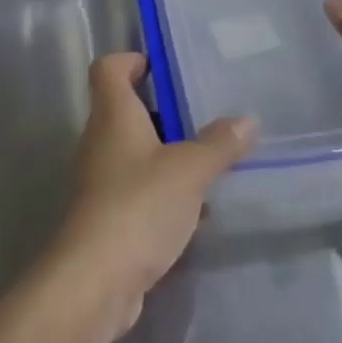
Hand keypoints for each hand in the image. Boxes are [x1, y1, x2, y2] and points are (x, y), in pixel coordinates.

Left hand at [43, 53, 255, 338]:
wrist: (94, 282)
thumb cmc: (138, 206)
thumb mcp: (189, 171)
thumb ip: (218, 144)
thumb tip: (247, 119)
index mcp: (112, 114)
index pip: (108, 68)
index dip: (130, 61)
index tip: (160, 68)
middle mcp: (98, 140)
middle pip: (121, 109)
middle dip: (157, 111)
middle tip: (197, 117)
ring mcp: (96, 180)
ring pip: (129, 151)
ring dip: (161, 153)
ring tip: (202, 162)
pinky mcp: (102, 217)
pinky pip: (131, 188)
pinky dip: (156, 190)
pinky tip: (188, 209)